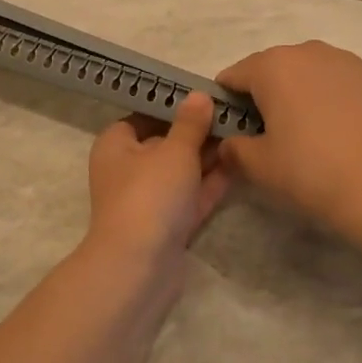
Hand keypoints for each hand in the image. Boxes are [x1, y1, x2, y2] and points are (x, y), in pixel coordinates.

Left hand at [87, 91, 229, 262]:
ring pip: (182, 171)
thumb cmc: (150, 194)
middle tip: (235, 114)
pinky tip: (240, 164)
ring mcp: (149, 200)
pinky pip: (192, 196)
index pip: (144, 115)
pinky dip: (211, 182)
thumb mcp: (174, 150)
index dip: (173, 105)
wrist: (139, 267)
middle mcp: (128, 170)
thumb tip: (199, 95)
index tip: (206, 96)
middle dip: (198, 132)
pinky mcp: (168, 225)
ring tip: (244, 134)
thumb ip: (190, 123)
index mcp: (117, 144)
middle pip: (166, 143)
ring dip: (209, 157)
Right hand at [216, 41, 361, 238]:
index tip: (232, 129)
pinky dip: (329, 98)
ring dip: (299, 93)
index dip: (226, 102)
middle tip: (268, 134)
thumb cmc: (309, 170)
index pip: (233, 76)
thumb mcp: (258, 165)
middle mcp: (306, 51)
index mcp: (272, 66)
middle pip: (271, 69)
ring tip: (307, 131)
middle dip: (265, 95)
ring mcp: (344, 61)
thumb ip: (234, 149)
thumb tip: (229, 144)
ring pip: (307, 72)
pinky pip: (337, 82)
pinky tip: (337, 130)